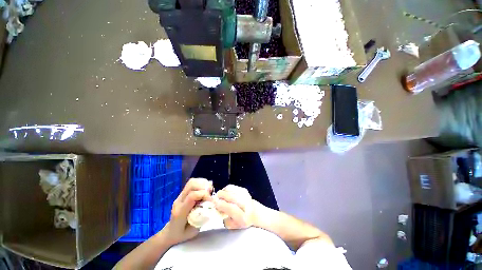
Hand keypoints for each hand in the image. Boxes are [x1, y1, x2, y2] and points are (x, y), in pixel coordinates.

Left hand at [161, 178, 212, 245]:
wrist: (170, 232)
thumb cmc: (182, 234)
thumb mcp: (194, 231)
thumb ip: (202, 218)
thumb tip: (212, 206)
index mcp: (180, 212)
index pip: (192, 196)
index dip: (204, 195)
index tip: (211, 201)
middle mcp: (179, 201)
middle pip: (191, 185)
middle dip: (204, 186)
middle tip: (211, 193)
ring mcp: (180, 196)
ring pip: (191, 182)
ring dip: (203, 183)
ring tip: (209, 190)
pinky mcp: (182, 193)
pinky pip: (192, 183)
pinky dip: (200, 183)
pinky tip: (205, 189)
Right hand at [214, 185, 254, 229]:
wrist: (254, 213)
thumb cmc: (240, 221)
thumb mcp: (231, 225)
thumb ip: (223, 218)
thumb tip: (217, 207)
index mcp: (243, 217)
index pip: (232, 209)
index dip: (222, 205)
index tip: (214, 203)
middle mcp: (246, 205)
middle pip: (231, 197)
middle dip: (221, 196)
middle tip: (214, 198)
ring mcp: (245, 195)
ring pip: (231, 189)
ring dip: (223, 192)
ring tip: (220, 197)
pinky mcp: (243, 189)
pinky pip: (231, 186)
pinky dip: (226, 189)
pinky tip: (225, 194)